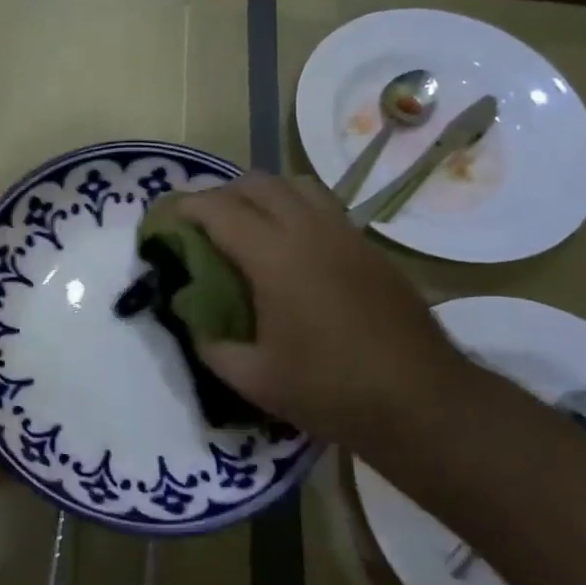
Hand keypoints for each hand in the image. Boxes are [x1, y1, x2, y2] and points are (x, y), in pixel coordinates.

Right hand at [173, 173, 478, 447]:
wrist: (421, 401)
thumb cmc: (329, 390)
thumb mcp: (253, 378)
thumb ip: (211, 344)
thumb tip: (192, 320)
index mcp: (274, 257)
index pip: (219, 210)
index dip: (185, 207)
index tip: (164, 217)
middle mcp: (309, 230)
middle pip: (257, 184)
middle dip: (221, 194)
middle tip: (201, 222)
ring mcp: (345, 234)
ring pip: (296, 186)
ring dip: (262, 195)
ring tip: (245, 225)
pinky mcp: (369, 248)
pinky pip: (323, 208)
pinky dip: (294, 211)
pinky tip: (290, 249)